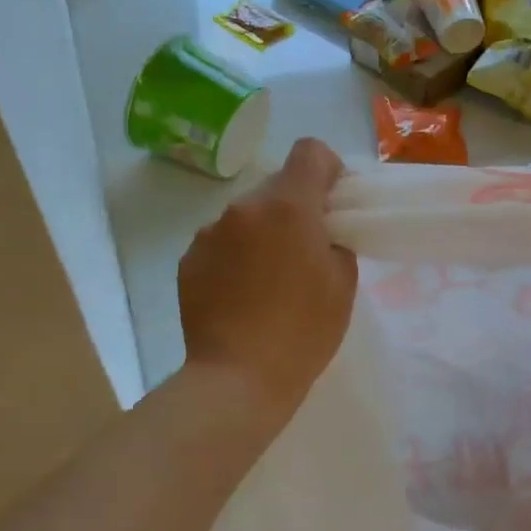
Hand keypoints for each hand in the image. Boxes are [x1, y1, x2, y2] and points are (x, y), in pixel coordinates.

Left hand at [178, 138, 357, 427]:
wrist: (237, 379)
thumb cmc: (303, 331)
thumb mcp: (343, 284)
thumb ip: (337, 241)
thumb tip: (321, 233)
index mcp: (288, 206)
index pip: (310, 151)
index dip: (328, 169)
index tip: (333, 203)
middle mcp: (244, 207)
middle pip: (277, 185)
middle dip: (295, 207)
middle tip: (305, 250)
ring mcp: (209, 232)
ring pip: (247, 215)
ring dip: (262, 231)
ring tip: (269, 279)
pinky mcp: (188, 259)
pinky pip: (221, 241)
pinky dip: (235, 255)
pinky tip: (241, 294)